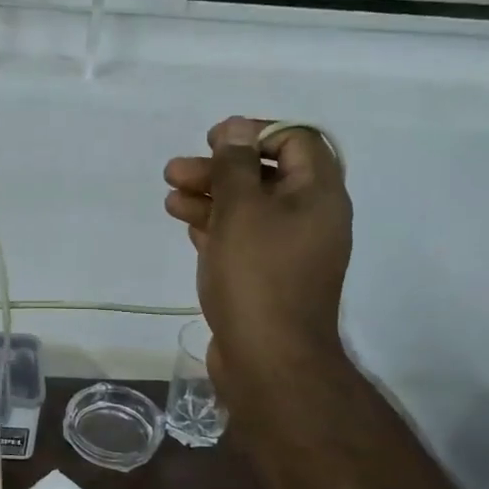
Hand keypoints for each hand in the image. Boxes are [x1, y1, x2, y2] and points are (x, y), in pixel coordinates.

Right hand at [163, 116, 352, 414]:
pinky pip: (244, 239)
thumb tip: (237, 129)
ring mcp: (290, 251)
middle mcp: (311, 218)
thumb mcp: (241, 210)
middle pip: (266, 175)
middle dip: (219, 169)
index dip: (254, 133)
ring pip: (249, 209)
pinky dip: (216, 228)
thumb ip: (236, 165)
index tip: (213, 140)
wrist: (268, 359)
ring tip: (170, 199)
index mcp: (318, 195)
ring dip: (210, 198)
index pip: (295, 140)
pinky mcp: (269, 277)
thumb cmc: (257, 276)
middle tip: (175, 171)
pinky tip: (187, 226)